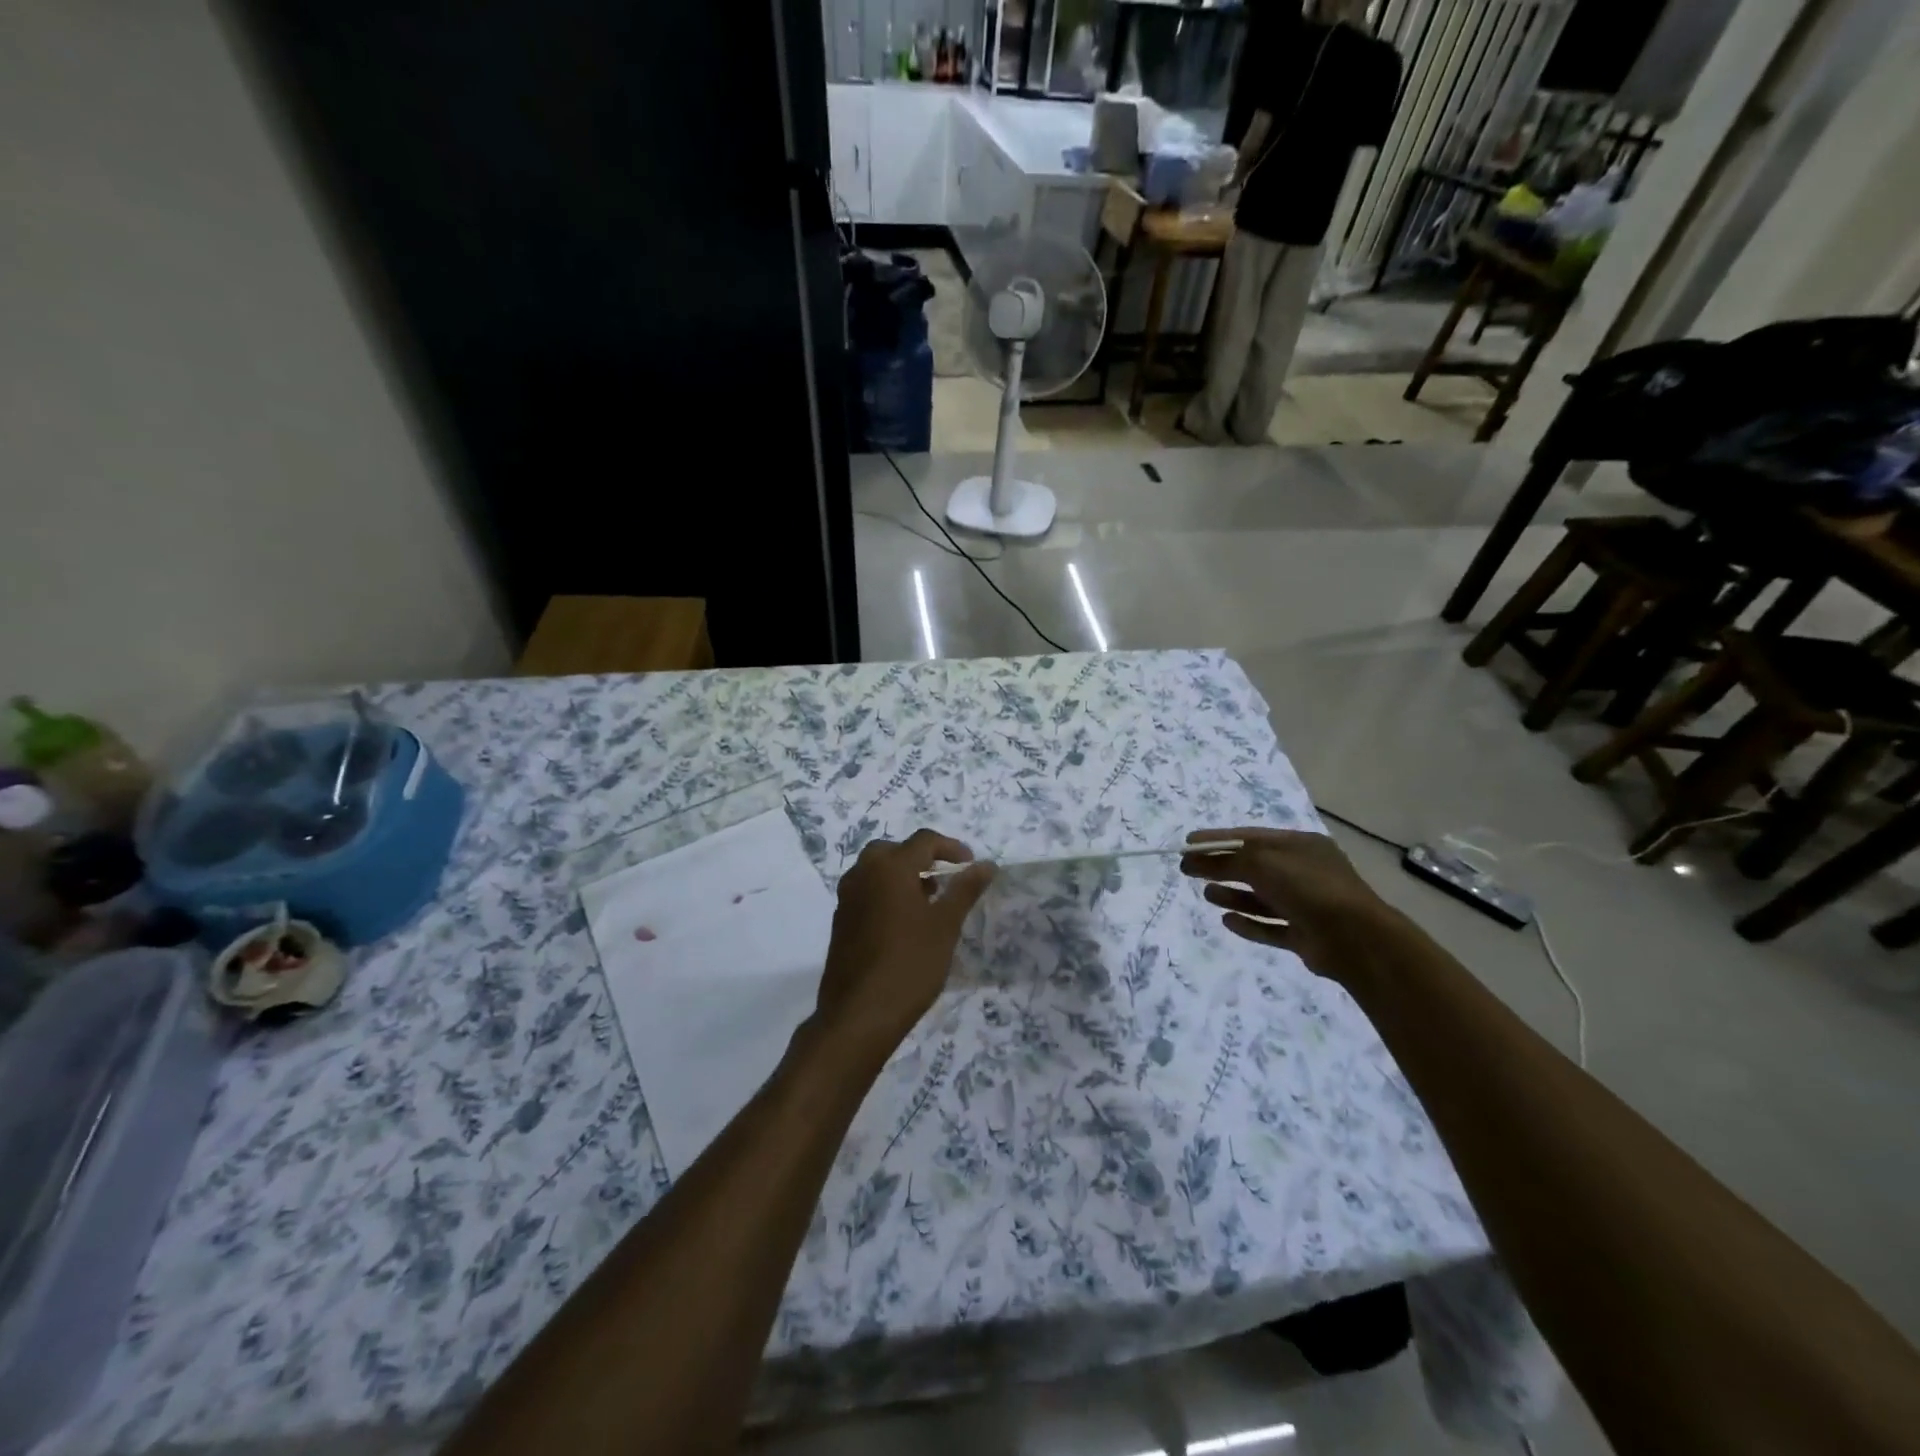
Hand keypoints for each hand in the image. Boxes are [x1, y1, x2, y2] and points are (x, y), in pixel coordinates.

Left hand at [814, 830, 994, 1058]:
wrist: (858, 1015)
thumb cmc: (910, 964)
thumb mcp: (945, 926)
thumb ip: (965, 890)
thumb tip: (987, 865)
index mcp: (890, 868)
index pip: (923, 841)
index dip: (951, 847)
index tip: (971, 864)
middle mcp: (863, 874)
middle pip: (893, 850)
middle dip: (920, 858)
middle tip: (943, 877)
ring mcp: (846, 899)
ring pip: (875, 871)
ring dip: (901, 875)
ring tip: (928, 900)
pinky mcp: (840, 922)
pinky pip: (865, 893)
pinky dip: (886, 894)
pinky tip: (903, 923)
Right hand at [1180, 827, 1399, 984]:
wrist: (1355, 938)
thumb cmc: (1308, 888)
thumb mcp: (1262, 863)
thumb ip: (1225, 860)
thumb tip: (1192, 858)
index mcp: (1299, 846)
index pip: (1251, 837)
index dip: (1218, 839)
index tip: (1188, 842)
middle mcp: (1304, 872)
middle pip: (1254, 867)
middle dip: (1221, 867)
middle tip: (1188, 870)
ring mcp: (1306, 905)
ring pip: (1262, 898)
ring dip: (1233, 894)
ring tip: (1207, 895)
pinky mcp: (1305, 935)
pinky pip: (1270, 927)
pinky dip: (1249, 923)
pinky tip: (1227, 920)